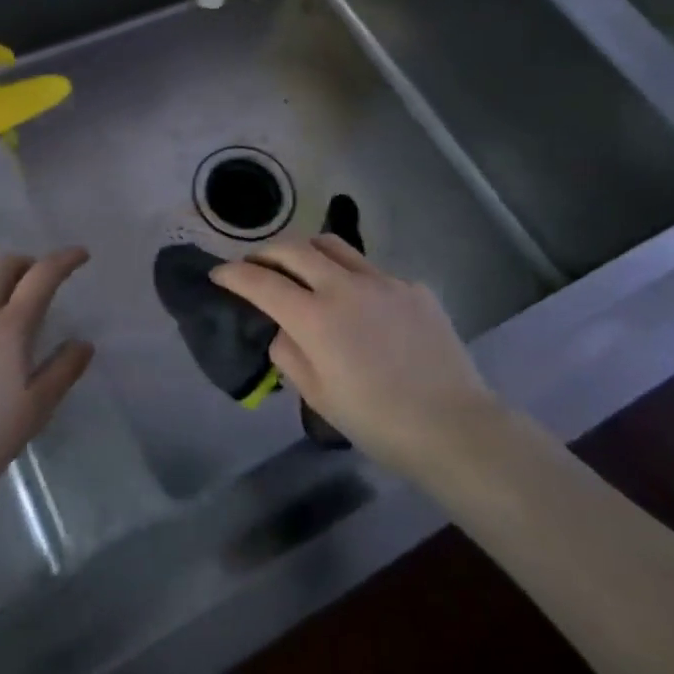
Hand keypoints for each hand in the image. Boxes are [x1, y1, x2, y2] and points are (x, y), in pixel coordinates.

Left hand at [0, 248, 94, 497]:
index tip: (80, 254)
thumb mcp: (34, 410)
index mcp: (9, 327)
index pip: (41, 276)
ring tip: (4, 306)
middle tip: (39, 278)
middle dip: (25, 262)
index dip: (63, 260)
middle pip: (1, 265)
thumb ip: (62, 372)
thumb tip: (83, 344)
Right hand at [212, 235, 494, 476]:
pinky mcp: (412, 286)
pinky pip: (371, 271)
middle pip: (295, 249)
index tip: (219, 273)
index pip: (262, 282)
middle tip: (256, 265)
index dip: (234, 274)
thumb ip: (290, 355)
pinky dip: (351, 278)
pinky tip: (359, 304)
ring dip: (307, 251)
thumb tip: (282, 329)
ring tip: (300, 266)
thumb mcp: (319, 397)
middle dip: (267, 252)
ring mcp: (383, 281)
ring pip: (334, 246)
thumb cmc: (378, 422)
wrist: (454, 427)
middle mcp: (345, 287)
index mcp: (316, 318)